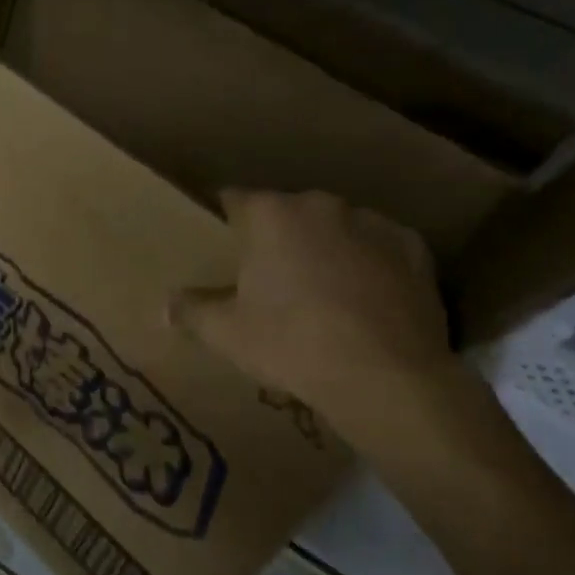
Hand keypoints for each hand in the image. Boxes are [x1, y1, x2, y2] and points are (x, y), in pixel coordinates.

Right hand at [170, 191, 499, 469]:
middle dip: (279, 237)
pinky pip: (380, 247)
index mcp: (271, 214)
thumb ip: (192, 311)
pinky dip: (370, 263)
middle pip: (288, 212)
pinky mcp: (413, 247)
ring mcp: (371, 222)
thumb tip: (162, 307)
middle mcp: (320, 204)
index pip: (235, 199)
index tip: (224, 243)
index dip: (226, 220)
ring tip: (324, 291)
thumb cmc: (292, 344)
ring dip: (326, 247)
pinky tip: (367, 298)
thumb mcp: (228, 333)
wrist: (386, 376)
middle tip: (272, 278)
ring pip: (336, 227)